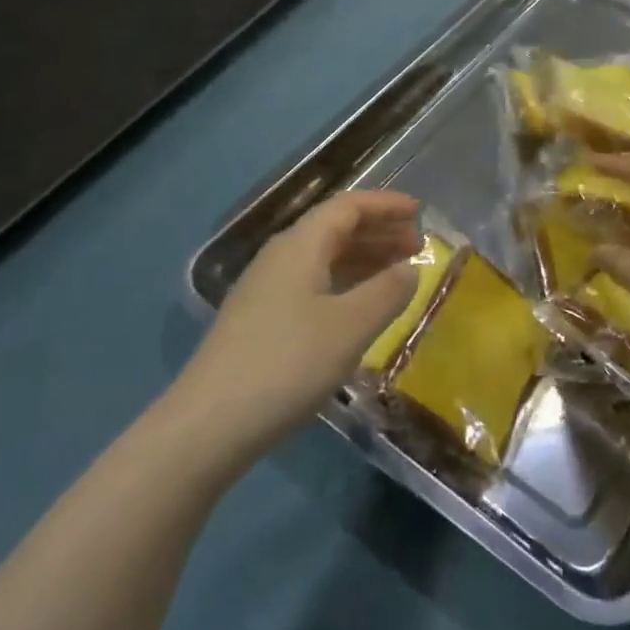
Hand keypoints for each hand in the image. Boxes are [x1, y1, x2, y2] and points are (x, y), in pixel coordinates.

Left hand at [171, 190, 420, 472]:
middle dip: (378, 232)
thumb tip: (411, 269)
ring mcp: (266, 290)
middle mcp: (281, 257)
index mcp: (300, 246)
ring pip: (324, 258)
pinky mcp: (261, 321)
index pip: (348, 206)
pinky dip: (345, 284)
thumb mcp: (351, 326)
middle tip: (417, 245)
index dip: (385, 205)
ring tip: (398, 273)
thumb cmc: (288, 363)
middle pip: (335, 229)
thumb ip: (387, 292)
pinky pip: (313, 284)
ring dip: (363, 259)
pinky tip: (360, 308)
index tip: (419, 211)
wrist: (210, 424)